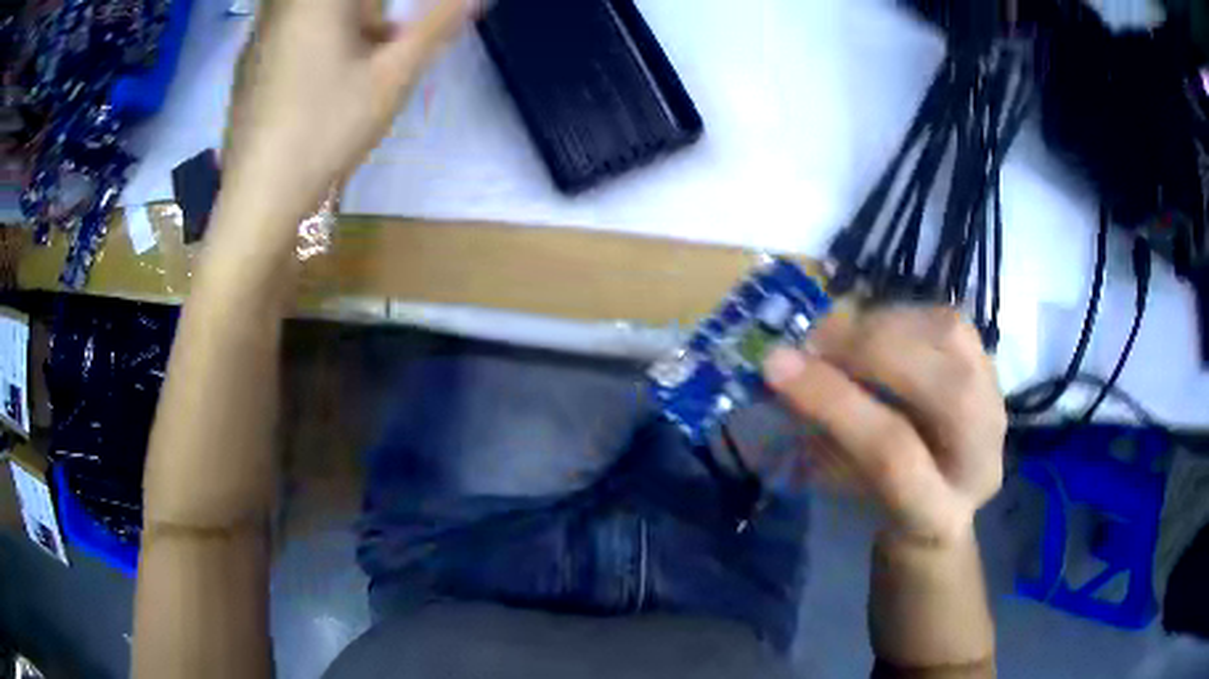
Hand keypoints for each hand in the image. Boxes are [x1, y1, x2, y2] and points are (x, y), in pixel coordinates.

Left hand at [221, 0, 475, 223]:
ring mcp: (258, 38)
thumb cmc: (328, 130)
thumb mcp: (394, 76)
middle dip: (371, 14)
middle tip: (383, 45)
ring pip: (314, 14)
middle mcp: (281, 9)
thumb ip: (437, 24)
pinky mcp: (248, 66)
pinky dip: (315, 44)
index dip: (385, 20)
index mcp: (317, 1)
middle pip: (342, 4)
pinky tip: (321, 86)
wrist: (259, 198)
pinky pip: (290, 34)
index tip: (395, 38)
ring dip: (348, 26)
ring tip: (357, 68)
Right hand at [762, 306, 1005, 546]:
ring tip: (841, 332)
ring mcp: (996, 405)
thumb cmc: (881, 498)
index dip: (836, 404)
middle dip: (871, 350)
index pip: (895, 456)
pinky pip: (950, 320)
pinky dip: (904, 315)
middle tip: (813, 341)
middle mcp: (983, 458)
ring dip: (888, 324)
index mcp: (938, 513)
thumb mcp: (844, 489)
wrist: (939, 494)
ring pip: (955, 341)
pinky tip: (874, 327)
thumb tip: (789, 370)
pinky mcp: (990, 366)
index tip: (775, 366)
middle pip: (946, 390)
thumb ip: (824, 436)